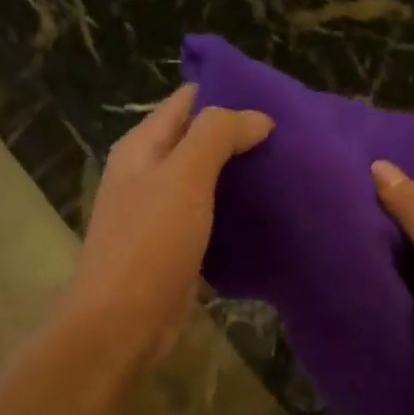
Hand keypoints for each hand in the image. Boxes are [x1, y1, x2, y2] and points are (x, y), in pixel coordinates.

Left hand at [67, 85, 272, 369]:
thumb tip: (258, 116)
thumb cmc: (150, 243)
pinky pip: (210, 213)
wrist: (122, 322)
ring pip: (206, 178)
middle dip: (239, 133)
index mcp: (142, 147)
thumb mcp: (184, 177)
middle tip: (290, 135)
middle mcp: (148, 173)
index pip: (187, 101)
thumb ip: (217, 136)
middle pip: (198, 139)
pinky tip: (266, 210)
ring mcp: (160, 211)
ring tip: (287, 167)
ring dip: (240, 172)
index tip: (275, 98)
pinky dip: (235, 208)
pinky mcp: (176, 245)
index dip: (226, 93)